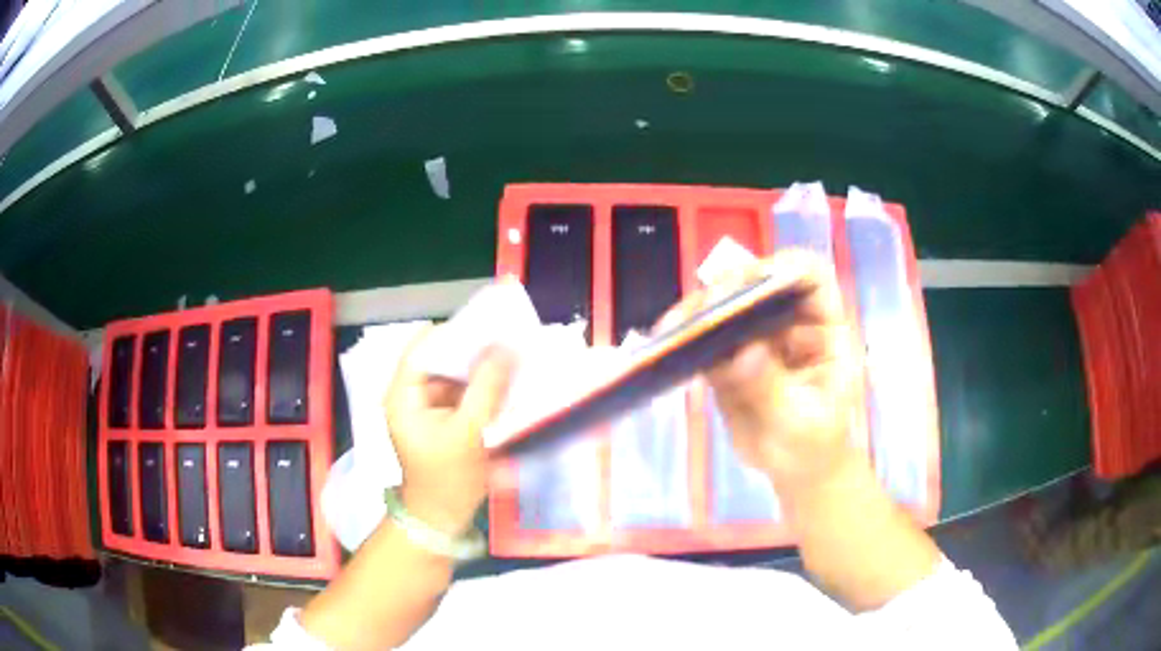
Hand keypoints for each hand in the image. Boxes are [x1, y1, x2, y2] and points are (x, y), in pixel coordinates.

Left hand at [384, 326, 515, 534]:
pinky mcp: (443, 420)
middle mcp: (411, 396)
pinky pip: (462, 393)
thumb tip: (506, 347)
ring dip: (480, 368)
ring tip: (512, 356)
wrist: (443, 518)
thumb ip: (486, 388)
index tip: (488, 324)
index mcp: (403, 396)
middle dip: (472, 350)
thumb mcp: (469, 432)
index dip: (453, 332)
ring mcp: (427, 409)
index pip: (422, 348)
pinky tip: (506, 382)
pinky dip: (482, 387)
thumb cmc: (448, 478)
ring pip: (454, 375)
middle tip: (508, 339)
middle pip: (439, 359)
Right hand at [660, 250, 859, 490]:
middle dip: (729, 289)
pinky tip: (666, 344)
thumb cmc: (815, 443)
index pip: (810, 278)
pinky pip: (702, 340)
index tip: (754, 284)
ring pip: (724, 308)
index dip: (786, 268)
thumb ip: (774, 388)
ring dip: (698, 312)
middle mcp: (787, 323)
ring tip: (675, 327)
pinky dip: (683, 340)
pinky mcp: (725, 359)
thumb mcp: (802, 422)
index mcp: (822, 328)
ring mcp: (754, 338)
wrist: (794, 470)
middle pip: (758, 284)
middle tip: (705, 309)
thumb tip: (743, 354)